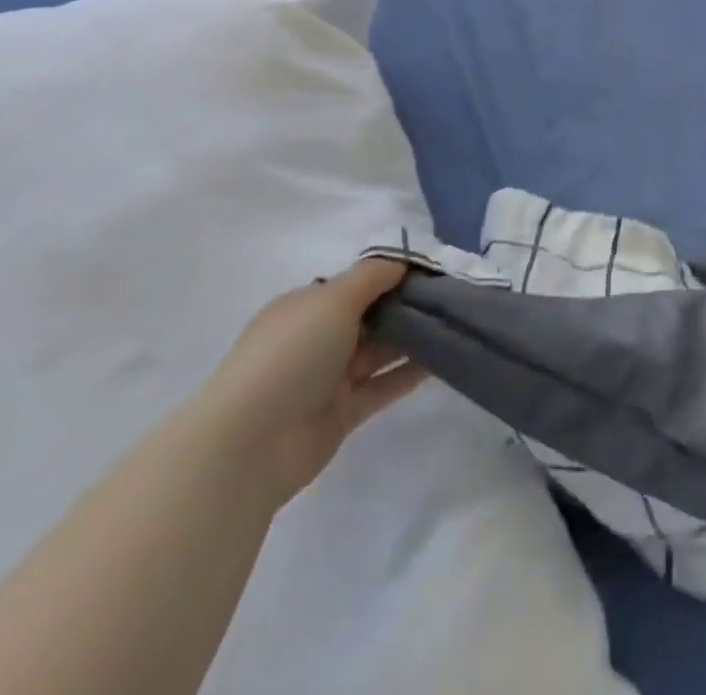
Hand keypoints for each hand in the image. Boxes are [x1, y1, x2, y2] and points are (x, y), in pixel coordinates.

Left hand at [194, 259, 428, 506]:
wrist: (250, 444)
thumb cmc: (291, 354)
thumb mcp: (333, 299)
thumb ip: (372, 276)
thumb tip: (402, 260)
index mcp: (306, 306)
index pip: (355, 284)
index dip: (391, 275)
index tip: (433, 270)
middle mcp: (316, 338)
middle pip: (370, 316)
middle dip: (406, 305)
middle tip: (452, 296)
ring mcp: (328, 378)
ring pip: (379, 351)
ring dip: (412, 338)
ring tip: (455, 324)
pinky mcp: (342, 413)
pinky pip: (383, 386)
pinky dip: (409, 374)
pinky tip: (442, 361)